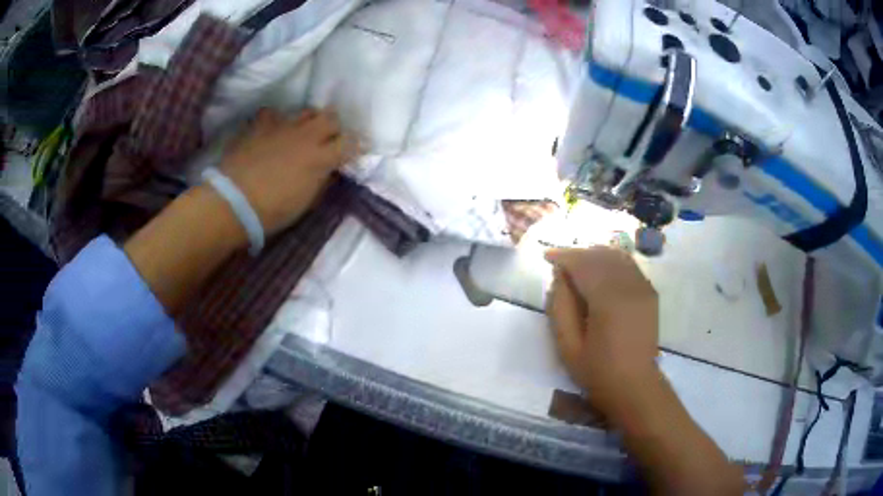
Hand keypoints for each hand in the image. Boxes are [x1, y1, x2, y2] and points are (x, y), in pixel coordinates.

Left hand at [220, 108, 353, 234]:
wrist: (234, 202)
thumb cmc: (273, 210)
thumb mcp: (305, 202)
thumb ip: (322, 181)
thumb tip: (330, 170)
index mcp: (321, 157)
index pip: (351, 143)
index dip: (356, 146)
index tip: (356, 152)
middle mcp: (306, 135)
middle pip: (331, 118)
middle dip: (335, 128)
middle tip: (330, 141)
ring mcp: (283, 126)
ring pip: (307, 111)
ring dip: (310, 121)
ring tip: (304, 133)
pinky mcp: (261, 125)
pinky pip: (274, 113)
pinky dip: (277, 120)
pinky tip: (273, 130)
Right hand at [545, 246, 658, 414]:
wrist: (634, 385)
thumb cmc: (597, 370)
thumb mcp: (567, 345)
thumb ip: (560, 307)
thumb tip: (560, 276)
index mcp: (608, 300)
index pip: (584, 264)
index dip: (564, 256)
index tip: (547, 256)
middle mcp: (629, 286)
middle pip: (601, 255)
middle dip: (578, 254)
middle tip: (560, 262)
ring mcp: (643, 287)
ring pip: (617, 256)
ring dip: (595, 255)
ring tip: (579, 264)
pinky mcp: (650, 293)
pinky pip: (629, 265)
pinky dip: (612, 261)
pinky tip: (601, 271)